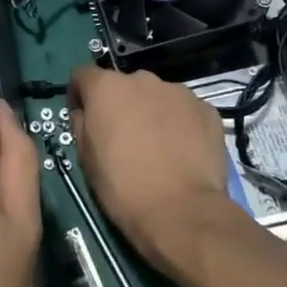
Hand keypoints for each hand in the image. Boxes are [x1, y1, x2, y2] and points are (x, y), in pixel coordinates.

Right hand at [69, 65, 233, 270]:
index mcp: (107, 88)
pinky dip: (180, 124)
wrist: (181, 212)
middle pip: (123, 85)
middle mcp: (142, 79)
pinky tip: (182, 152)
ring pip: (157, 97)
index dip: (79, 94)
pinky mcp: (207, 110)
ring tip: (158, 146)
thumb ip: (81, 124)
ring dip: (151, 112)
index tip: (83, 116)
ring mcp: (179, 92)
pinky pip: (185, 111)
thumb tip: (86, 114)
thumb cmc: (122, 186)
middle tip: (124, 137)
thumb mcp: (85, 157)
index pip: (83, 74)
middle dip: (120, 104)